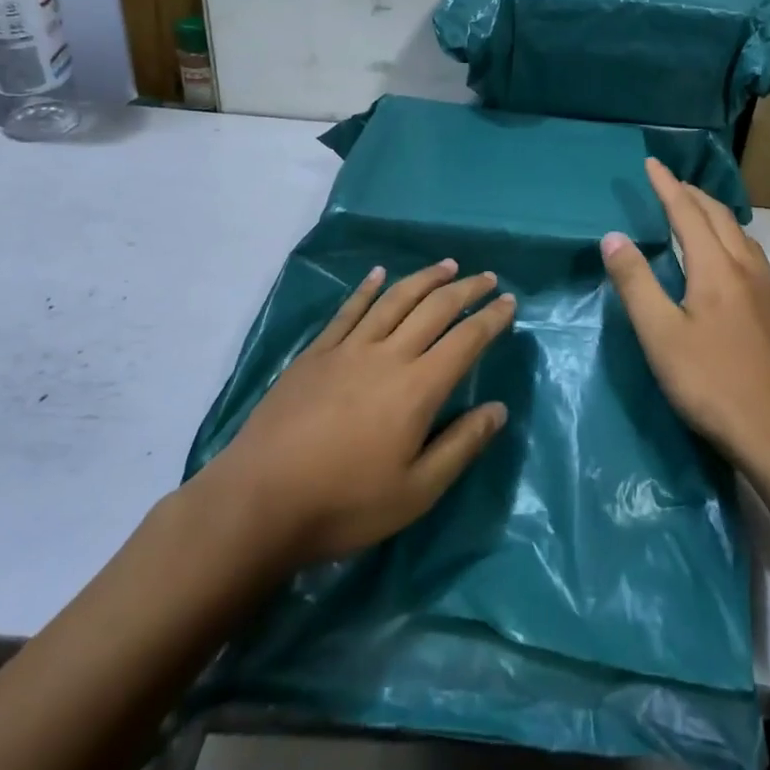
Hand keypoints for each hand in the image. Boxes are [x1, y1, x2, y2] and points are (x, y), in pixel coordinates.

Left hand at [192, 261, 514, 567]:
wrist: (259, 502)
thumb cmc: (344, 504)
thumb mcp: (416, 492)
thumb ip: (461, 446)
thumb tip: (498, 409)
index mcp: (417, 387)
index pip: (465, 340)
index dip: (491, 318)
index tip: (509, 302)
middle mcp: (388, 355)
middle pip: (434, 309)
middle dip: (465, 289)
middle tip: (487, 277)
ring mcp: (348, 349)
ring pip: (395, 300)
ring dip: (424, 278)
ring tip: (447, 265)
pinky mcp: (316, 353)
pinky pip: (348, 310)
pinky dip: (368, 288)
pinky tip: (379, 274)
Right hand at [601, 159, 769, 469]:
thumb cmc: (710, 383)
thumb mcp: (659, 335)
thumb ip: (635, 283)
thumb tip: (613, 236)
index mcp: (715, 268)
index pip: (687, 213)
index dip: (667, 186)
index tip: (652, 163)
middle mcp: (746, 269)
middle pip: (720, 217)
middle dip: (693, 195)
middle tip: (671, 183)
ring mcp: (768, 292)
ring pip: (742, 237)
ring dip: (717, 216)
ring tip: (699, 215)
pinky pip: (754, 258)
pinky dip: (733, 241)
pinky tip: (730, 264)